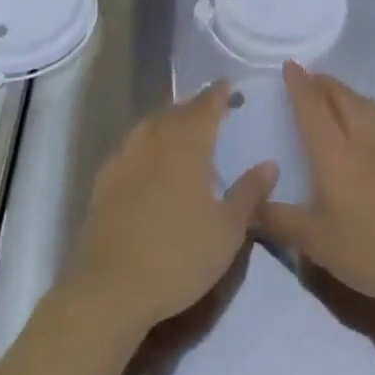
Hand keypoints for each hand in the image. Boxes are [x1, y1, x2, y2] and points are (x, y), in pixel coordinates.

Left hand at [65, 84, 277, 338]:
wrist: (111, 288)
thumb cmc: (178, 257)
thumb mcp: (227, 231)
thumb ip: (249, 193)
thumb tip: (270, 164)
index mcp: (188, 146)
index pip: (205, 107)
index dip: (218, 94)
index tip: (228, 86)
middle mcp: (155, 141)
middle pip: (176, 111)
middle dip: (194, 105)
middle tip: (210, 108)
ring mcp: (125, 158)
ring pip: (150, 124)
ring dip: (168, 119)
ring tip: (181, 127)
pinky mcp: (104, 179)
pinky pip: (130, 145)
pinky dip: (146, 140)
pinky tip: (148, 156)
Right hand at [255, 63, 374, 314]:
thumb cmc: (373, 251)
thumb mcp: (317, 244)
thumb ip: (279, 221)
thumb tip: (249, 203)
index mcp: (335, 154)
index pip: (312, 107)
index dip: (299, 84)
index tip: (289, 64)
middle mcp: (364, 139)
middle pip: (342, 97)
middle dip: (323, 83)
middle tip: (309, 79)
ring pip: (369, 106)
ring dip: (349, 94)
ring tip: (339, 97)